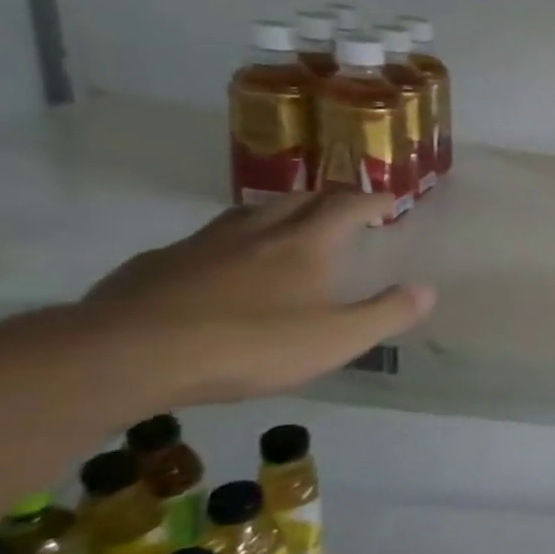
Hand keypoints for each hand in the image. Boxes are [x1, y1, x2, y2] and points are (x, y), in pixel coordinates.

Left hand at [82, 191, 435, 405]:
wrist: (127, 355)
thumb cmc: (249, 345)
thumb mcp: (336, 339)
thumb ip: (386, 313)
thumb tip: (428, 290)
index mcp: (303, 245)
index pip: (346, 207)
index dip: (372, 199)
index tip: (389, 198)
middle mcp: (255, 232)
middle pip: (296, 199)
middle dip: (325, 199)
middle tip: (341, 208)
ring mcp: (200, 244)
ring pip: (246, 214)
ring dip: (274, 212)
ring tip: (284, 226)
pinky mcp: (155, 265)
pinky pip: (201, 243)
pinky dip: (224, 244)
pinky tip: (217, 268)